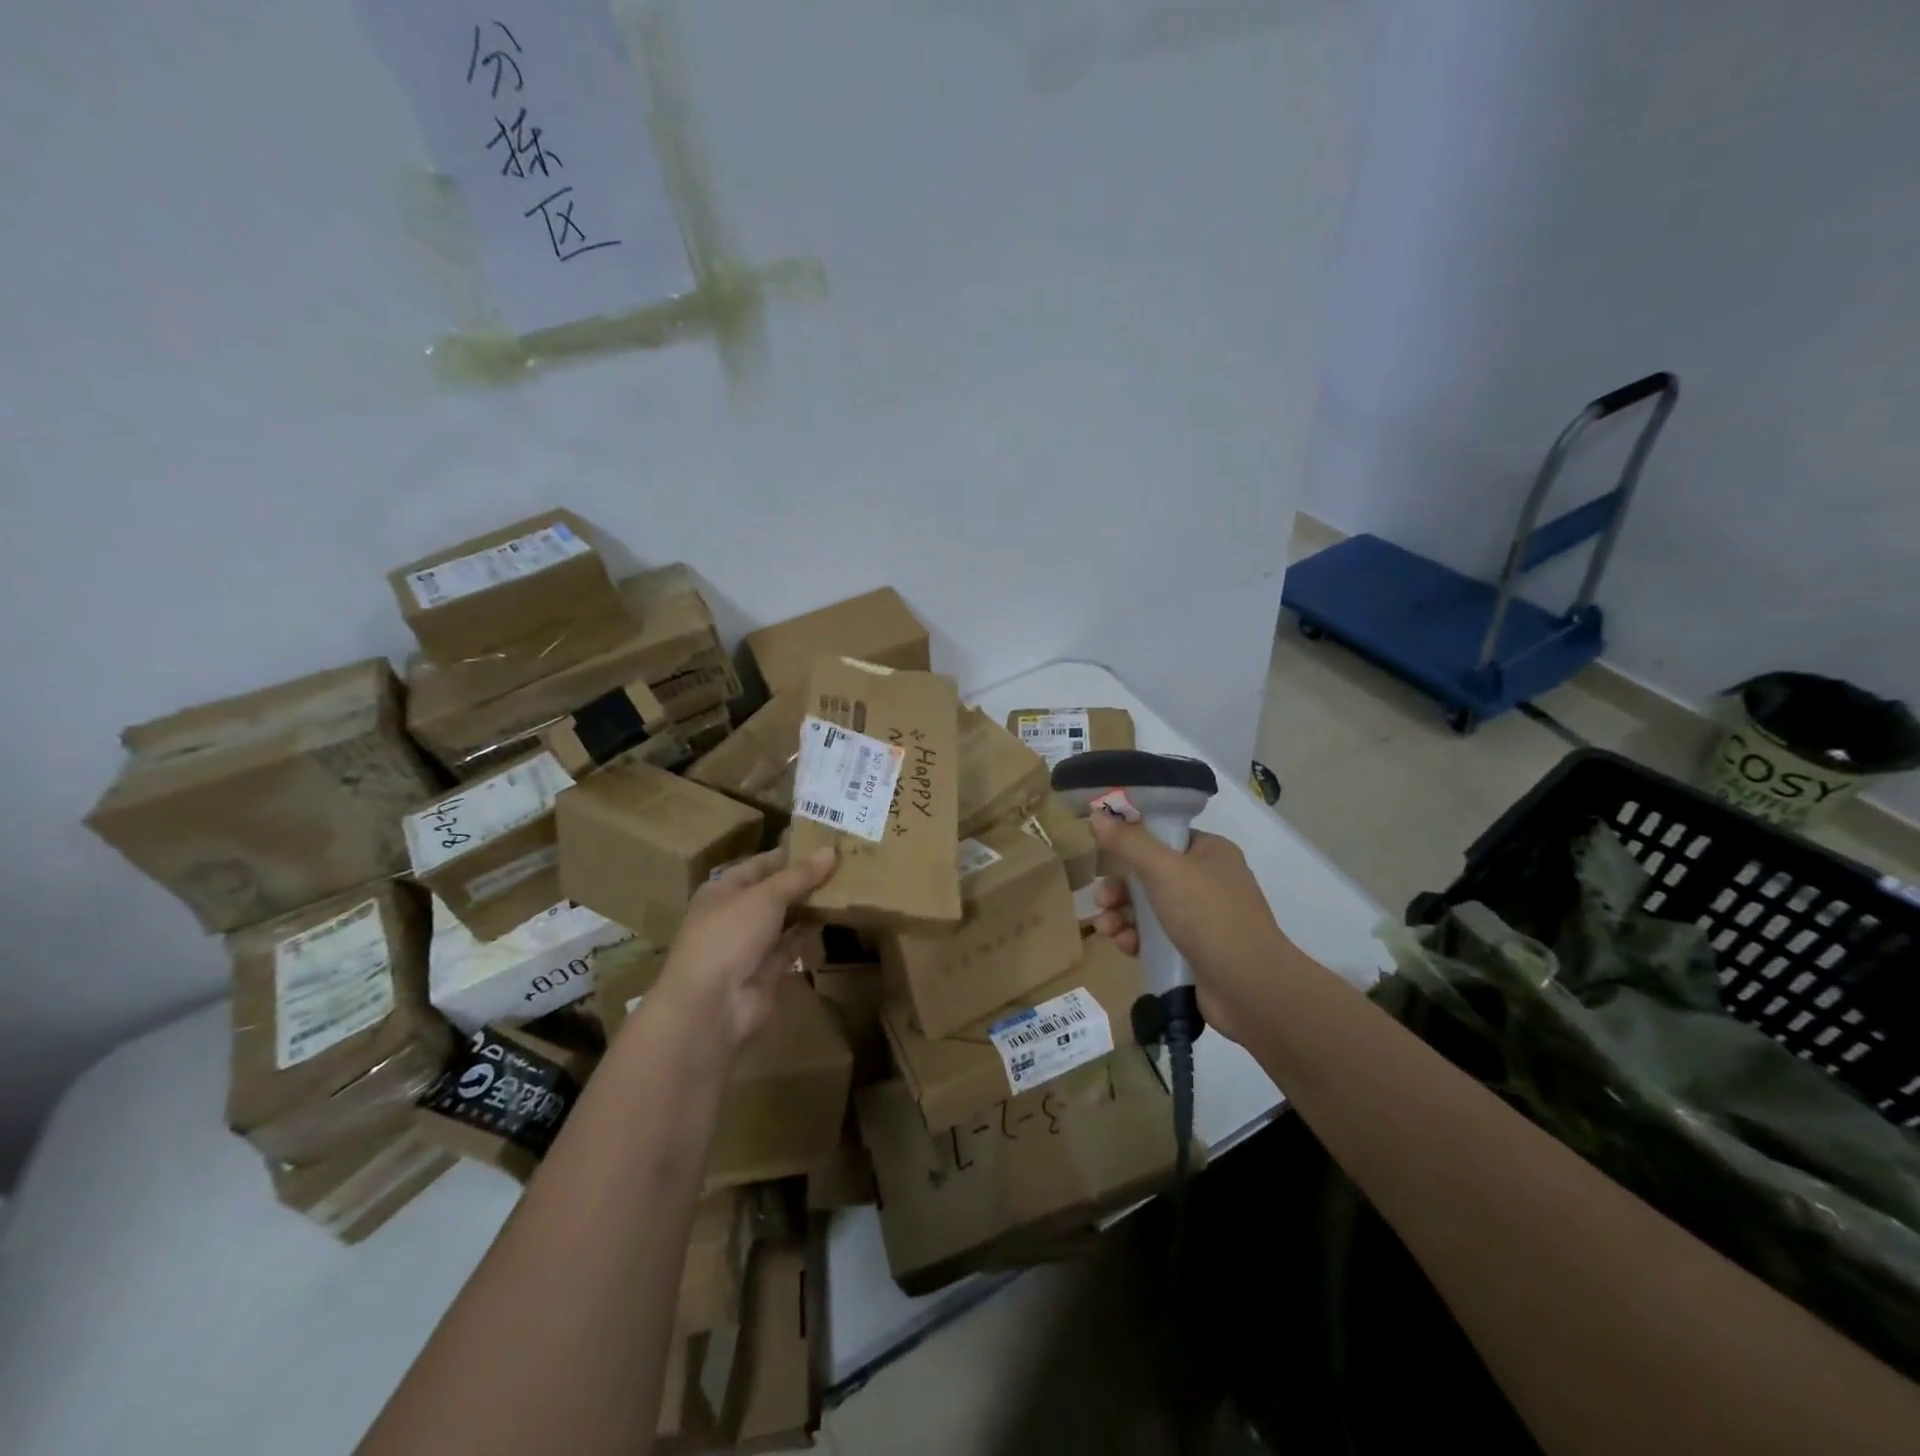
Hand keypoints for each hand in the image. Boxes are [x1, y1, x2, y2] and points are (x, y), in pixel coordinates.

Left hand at [645, 846, 836, 1055]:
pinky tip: (834, 919)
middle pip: (776, 891)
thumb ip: (799, 875)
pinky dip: (810, 934)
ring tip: (847, 887)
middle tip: (845, 865)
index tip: (826, 845)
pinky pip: (792, 945)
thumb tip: (830, 851)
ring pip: (786, 918)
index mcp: (724, 889)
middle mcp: (736, 913)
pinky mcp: (767, 970)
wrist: (712, 1005)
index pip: (761, 864)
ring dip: (811, 906)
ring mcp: (751, 944)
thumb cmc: (730, 936)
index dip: (791, 854)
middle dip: (806, 880)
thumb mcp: (766, 896)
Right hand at [1086, 817, 1291, 1044]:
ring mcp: (1203, 918)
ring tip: (1105, 928)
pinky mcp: (1194, 950)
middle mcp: (1208, 880)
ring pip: (1149, 908)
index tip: (1102, 851)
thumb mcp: (1164, 871)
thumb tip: (1096, 814)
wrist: (1249, 988)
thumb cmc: (1208, 916)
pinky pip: (1156, 937)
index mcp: (1210, 852)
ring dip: (1122, 915)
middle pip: (1150, 874)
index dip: (1131, 841)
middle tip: (1100, 900)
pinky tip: (1124, 946)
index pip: (1164, 835)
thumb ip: (1128, 843)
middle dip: (1120, 888)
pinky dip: (1137, 938)